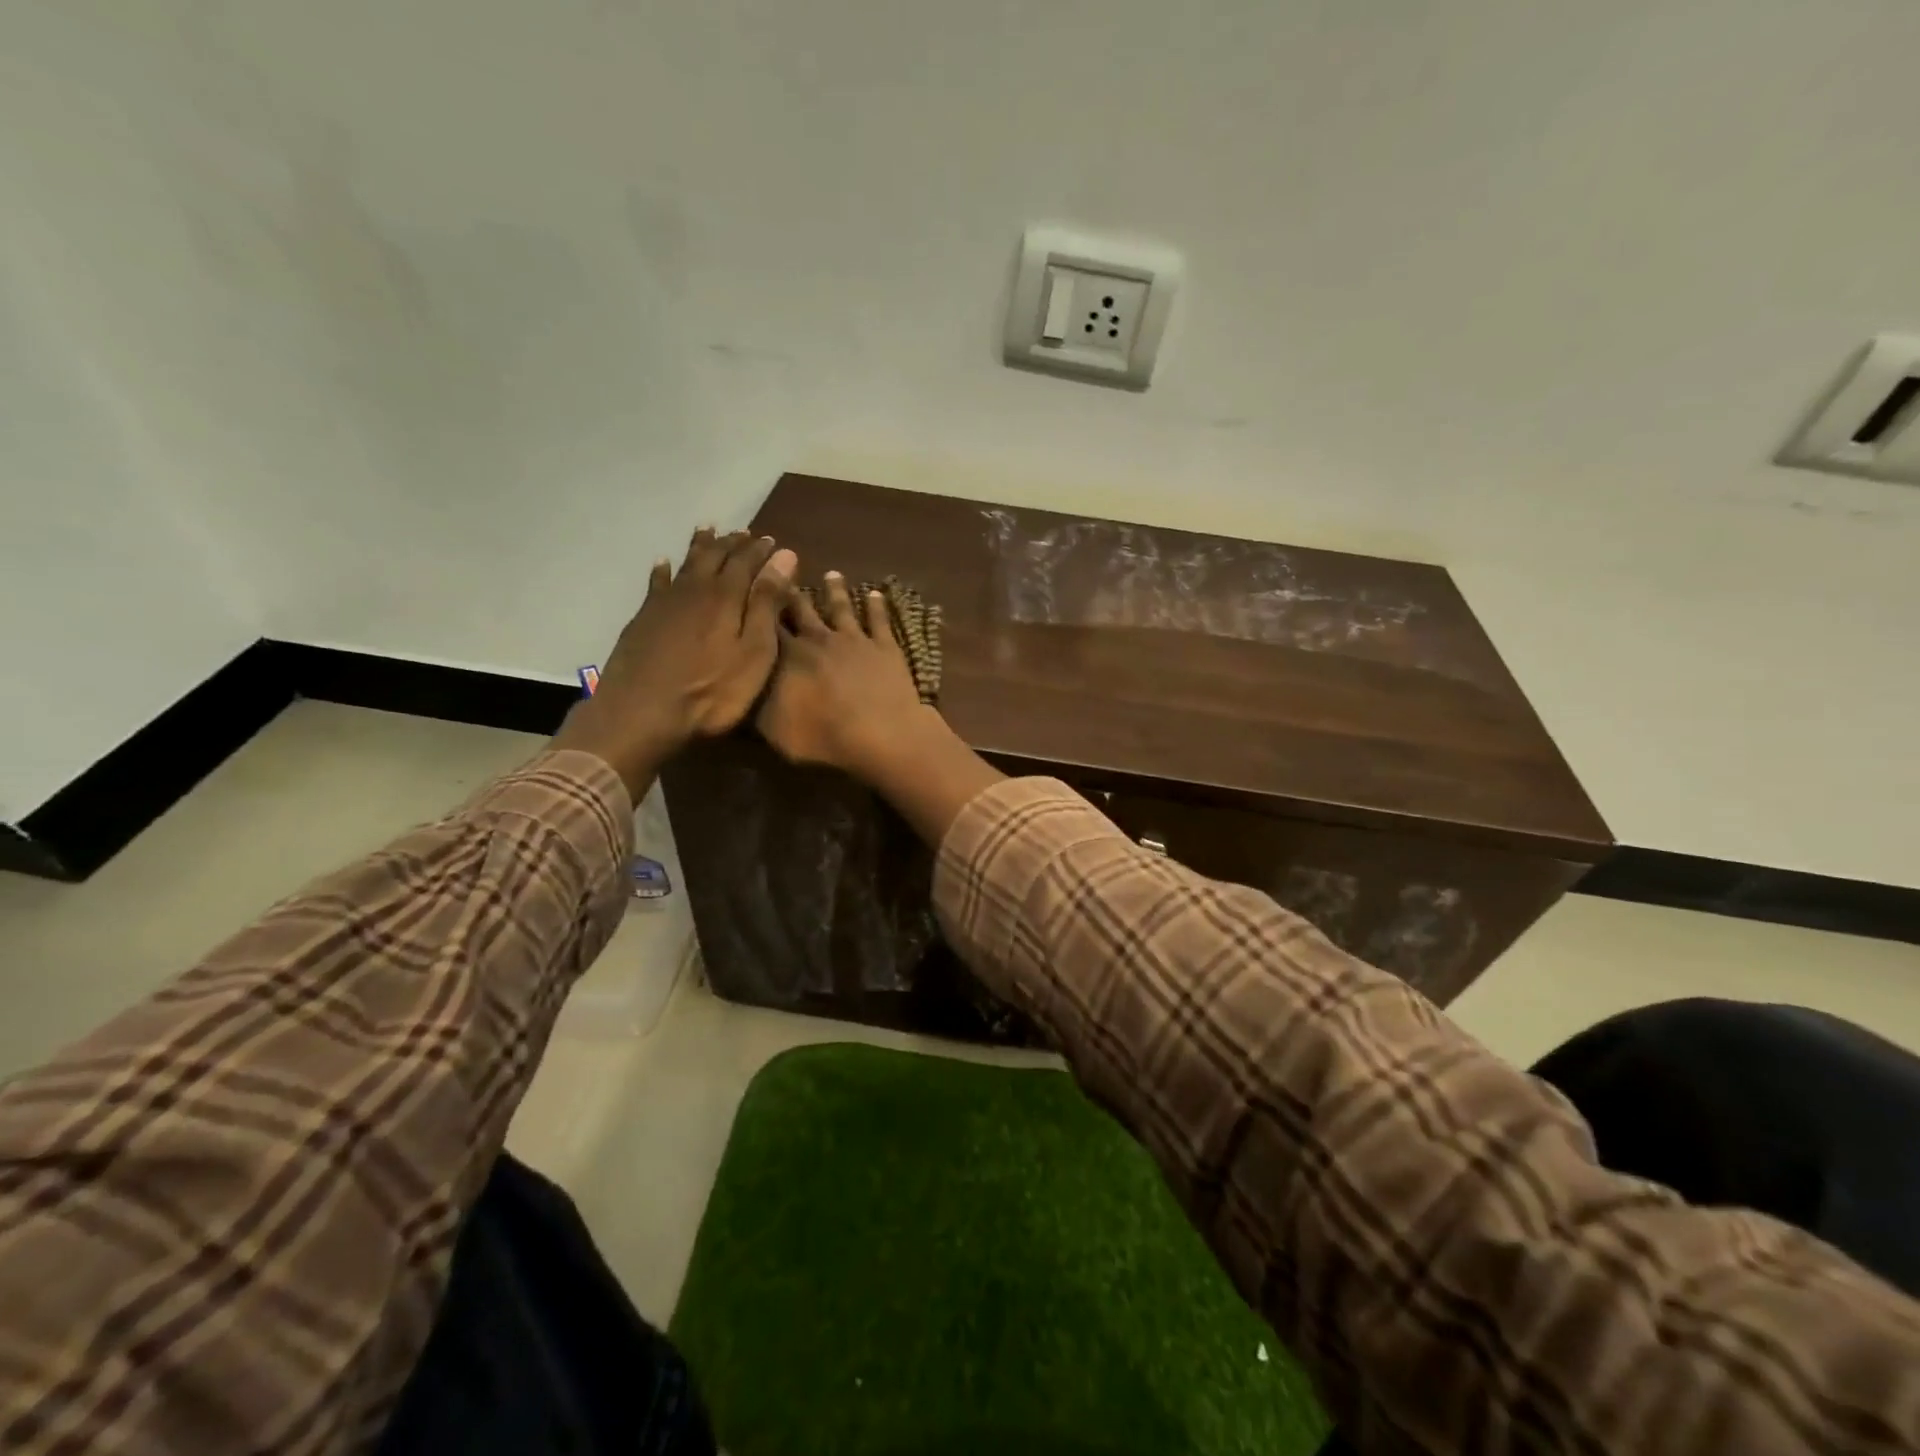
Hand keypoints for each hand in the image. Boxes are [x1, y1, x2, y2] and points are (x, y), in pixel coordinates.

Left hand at [553, 527, 796, 799]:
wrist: (643, 712)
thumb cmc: (712, 690)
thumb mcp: (754, 651)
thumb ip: (767, 603)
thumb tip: (784, 556)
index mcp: (726, 596)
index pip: (747, 562)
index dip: (761, 551)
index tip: (773, 541)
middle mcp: (695, 590)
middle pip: (715, 557)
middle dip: (732, 544)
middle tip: (744, 533)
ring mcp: (665, 603)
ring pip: (686, 564)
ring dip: (700, 547)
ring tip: (708, 531)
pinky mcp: (644, 619)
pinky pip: (656, 584)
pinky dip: (663, 571)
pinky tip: (663, 564)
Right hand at [756, 572, 934, 779]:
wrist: (881, 733)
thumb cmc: (824, 736)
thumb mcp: (775, 730)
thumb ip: (757, 706)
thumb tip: (741, 687)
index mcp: (788, 655)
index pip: (767, 625)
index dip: (758, 608)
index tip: (751, 590)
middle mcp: (819, 638)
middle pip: (802, 609)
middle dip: (792, 592)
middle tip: (786, 572)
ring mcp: (854, 639)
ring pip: (841, 607)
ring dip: (836, 590)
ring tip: (832, 573)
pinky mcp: (885, 646)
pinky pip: (879, 620)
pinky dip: (877, 605)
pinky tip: (876, 593)